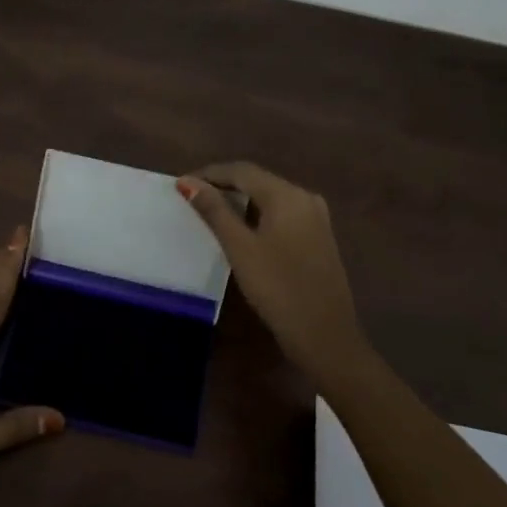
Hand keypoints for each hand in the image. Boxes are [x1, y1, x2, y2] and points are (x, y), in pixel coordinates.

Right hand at [176, 162, 369, 381]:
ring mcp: (316, 217)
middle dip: (223, 185)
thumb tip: (188, 182)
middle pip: (257, 180)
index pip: (241, 170)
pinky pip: (282, 213)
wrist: (326, 336)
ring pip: (270, 197)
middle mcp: (305, 197)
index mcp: (287, 195)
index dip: (209, 174)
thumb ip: (214, 211)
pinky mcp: (318, 237)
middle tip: (192, 198)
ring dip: (240, 200)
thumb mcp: (240, 248)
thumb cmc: (278, 289)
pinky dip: (257, 215)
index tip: (181, 185)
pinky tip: (241, 230)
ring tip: (210, 212)